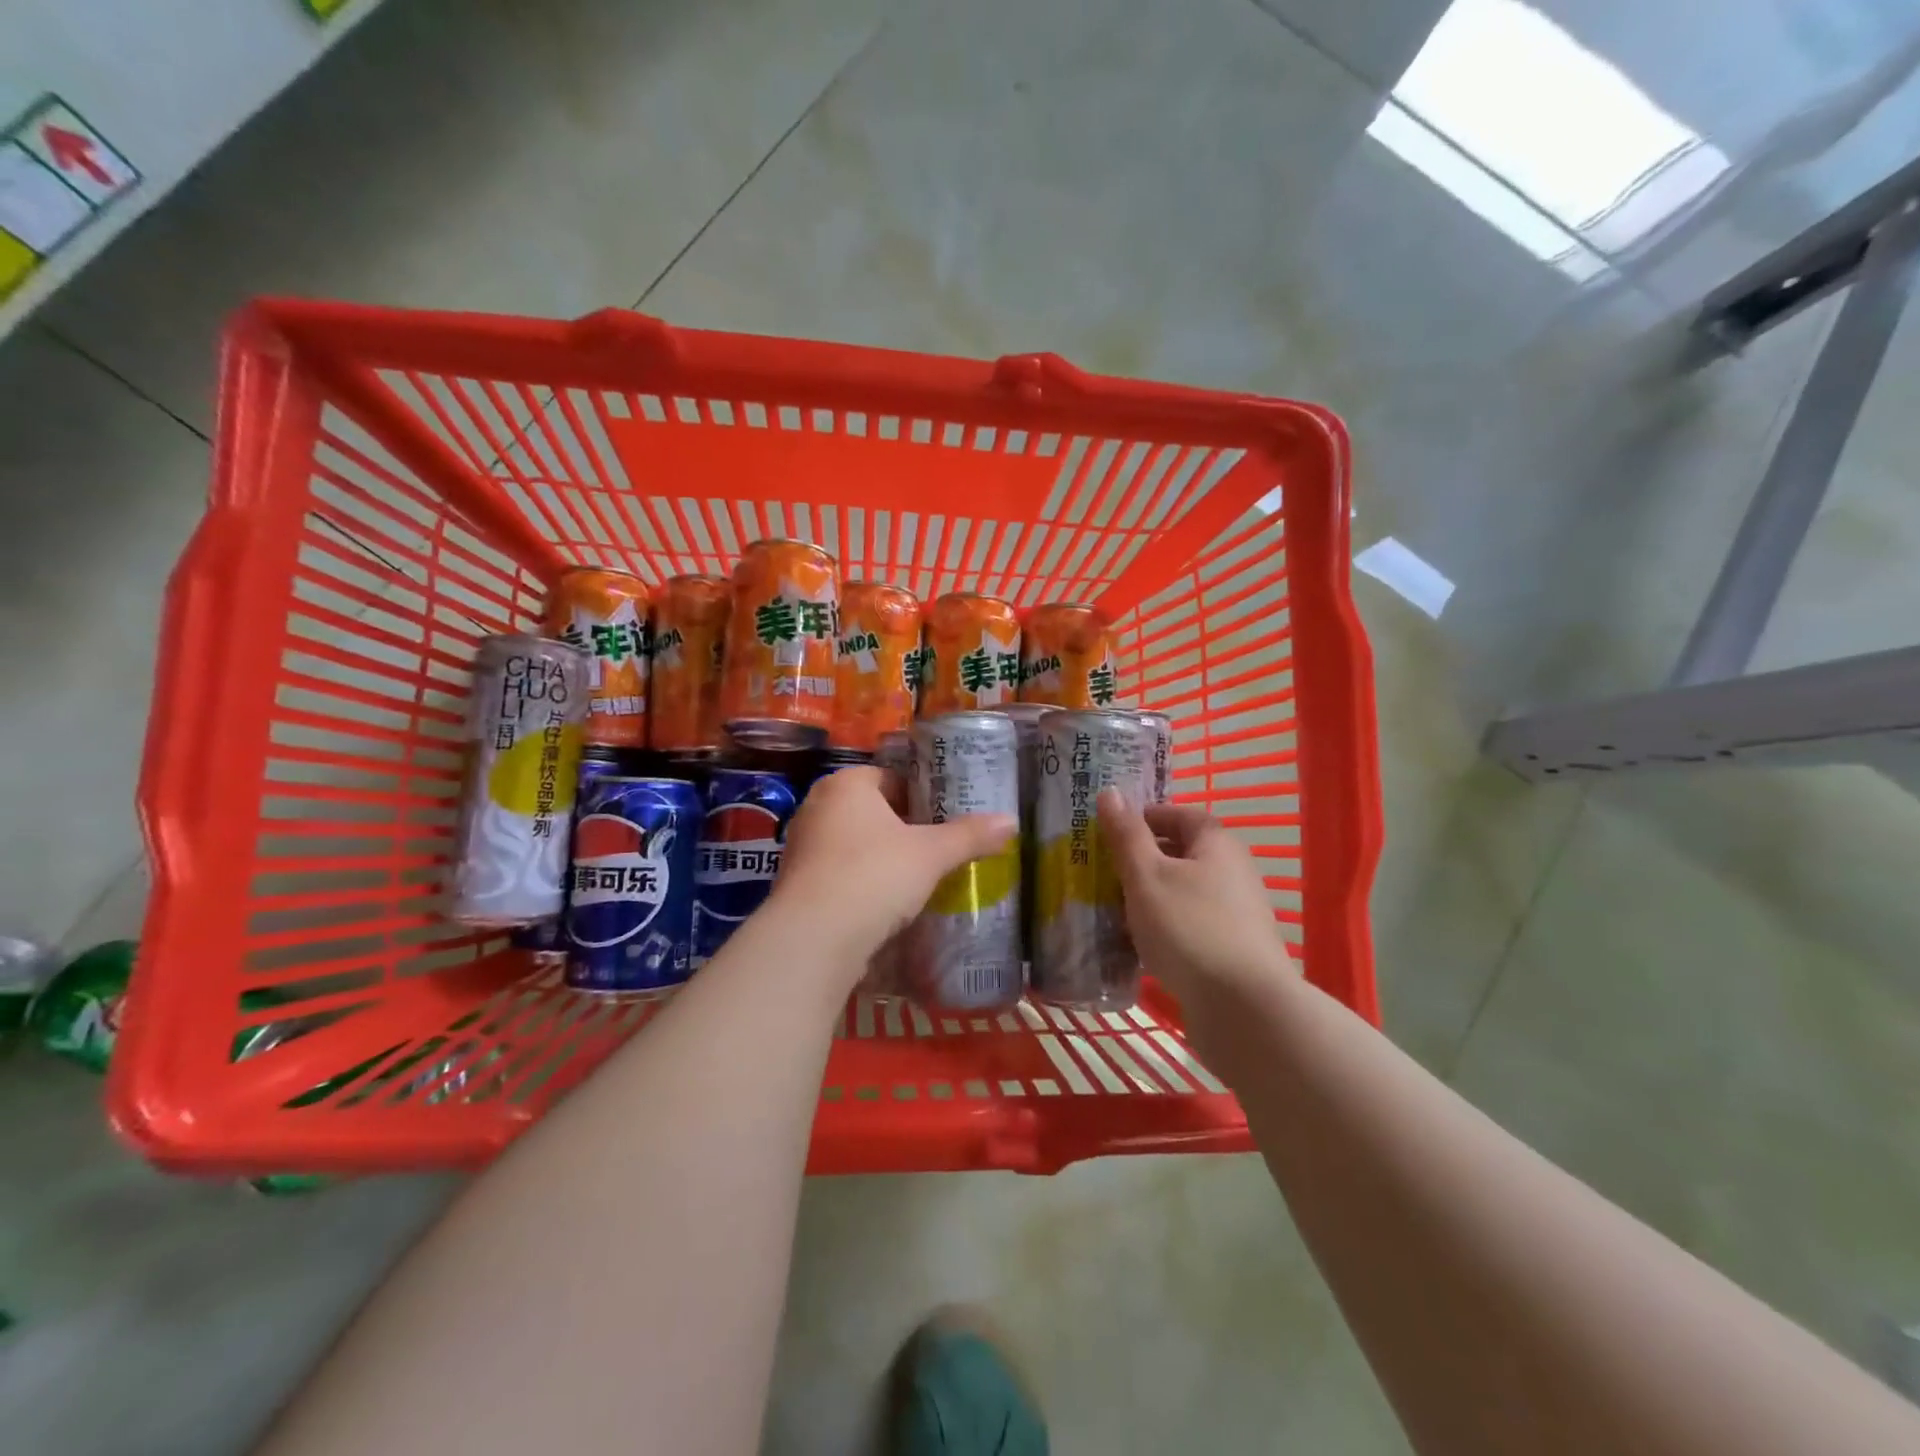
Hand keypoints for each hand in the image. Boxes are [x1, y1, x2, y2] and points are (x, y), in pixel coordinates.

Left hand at [769, 766, 1016, 971]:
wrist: (815, 937)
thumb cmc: (874, 875)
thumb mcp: (931, 854)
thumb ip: (969, 836)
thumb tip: (1011, 821)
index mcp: (846, 784)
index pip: (890, 777)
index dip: (921, 795)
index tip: (946, 817)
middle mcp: (817, 807)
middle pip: (871, 811)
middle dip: (902, 829)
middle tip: (938, 848)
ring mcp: (801, 847)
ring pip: (853, 844)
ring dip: (881, 859)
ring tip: (917, 879)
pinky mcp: (796, 884)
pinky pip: (838, 875)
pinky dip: (861, 884)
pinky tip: (886, 905)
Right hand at [1096, 789, 1293, 1004]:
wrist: (1243, 1007)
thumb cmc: (1188, 927)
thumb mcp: (1146, 875)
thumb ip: (1126, 835)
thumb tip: (1110, 792)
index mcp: (1217, 843)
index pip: (1179, 813)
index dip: (1145, 817)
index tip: (1111, 832)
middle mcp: (1234, 870)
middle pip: (1183, 852)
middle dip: (1143, 859)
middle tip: (1105, 871)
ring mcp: (1238, 912)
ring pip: (1185, 891)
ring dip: (1152, 896)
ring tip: (1114, 910)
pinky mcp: (1234, 948)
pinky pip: (1191, 923)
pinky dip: (1165, 926)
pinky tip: (1141, 945)